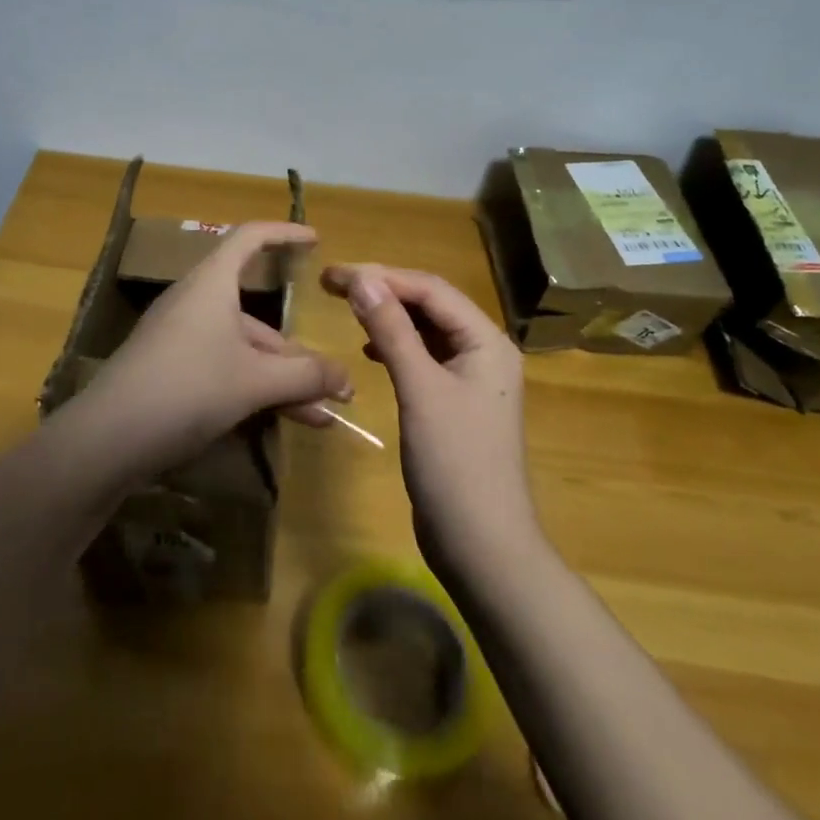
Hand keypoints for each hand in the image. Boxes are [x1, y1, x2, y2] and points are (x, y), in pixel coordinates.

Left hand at [87, 222, 350, 475]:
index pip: (250, 238)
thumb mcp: (255, 381)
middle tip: (334, 383)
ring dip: (282, 380)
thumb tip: (346, 379)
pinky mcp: (171, 373)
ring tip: (320, 417)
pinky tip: (282, 423)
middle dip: (298, 351)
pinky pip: (225, 370)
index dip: (284, 234)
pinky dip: (256, 390)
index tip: (316, 240)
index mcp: (212, 284)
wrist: (106, 440)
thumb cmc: (187, 388)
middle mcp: (196, 304)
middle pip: (257, 314)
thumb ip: (306, 376)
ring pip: (244, 350)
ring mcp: (181, 340)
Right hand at [322, 263, 538, 576]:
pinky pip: (424, 357)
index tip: (334, 273)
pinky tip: (370, 349)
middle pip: (430, 304)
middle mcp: (484, 351)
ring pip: (426, 330)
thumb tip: (362, 278)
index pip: (431, 289)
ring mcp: (471, 378)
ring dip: (388, 316)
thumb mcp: (420, 390)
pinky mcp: (455, 402)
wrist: (482, 547)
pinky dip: (396, 346)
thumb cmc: (455, 463)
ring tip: (347, 308)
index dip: (382, 275)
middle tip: (332, 284)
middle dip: (383, 290)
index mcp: (486, 341)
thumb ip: (392, 330)